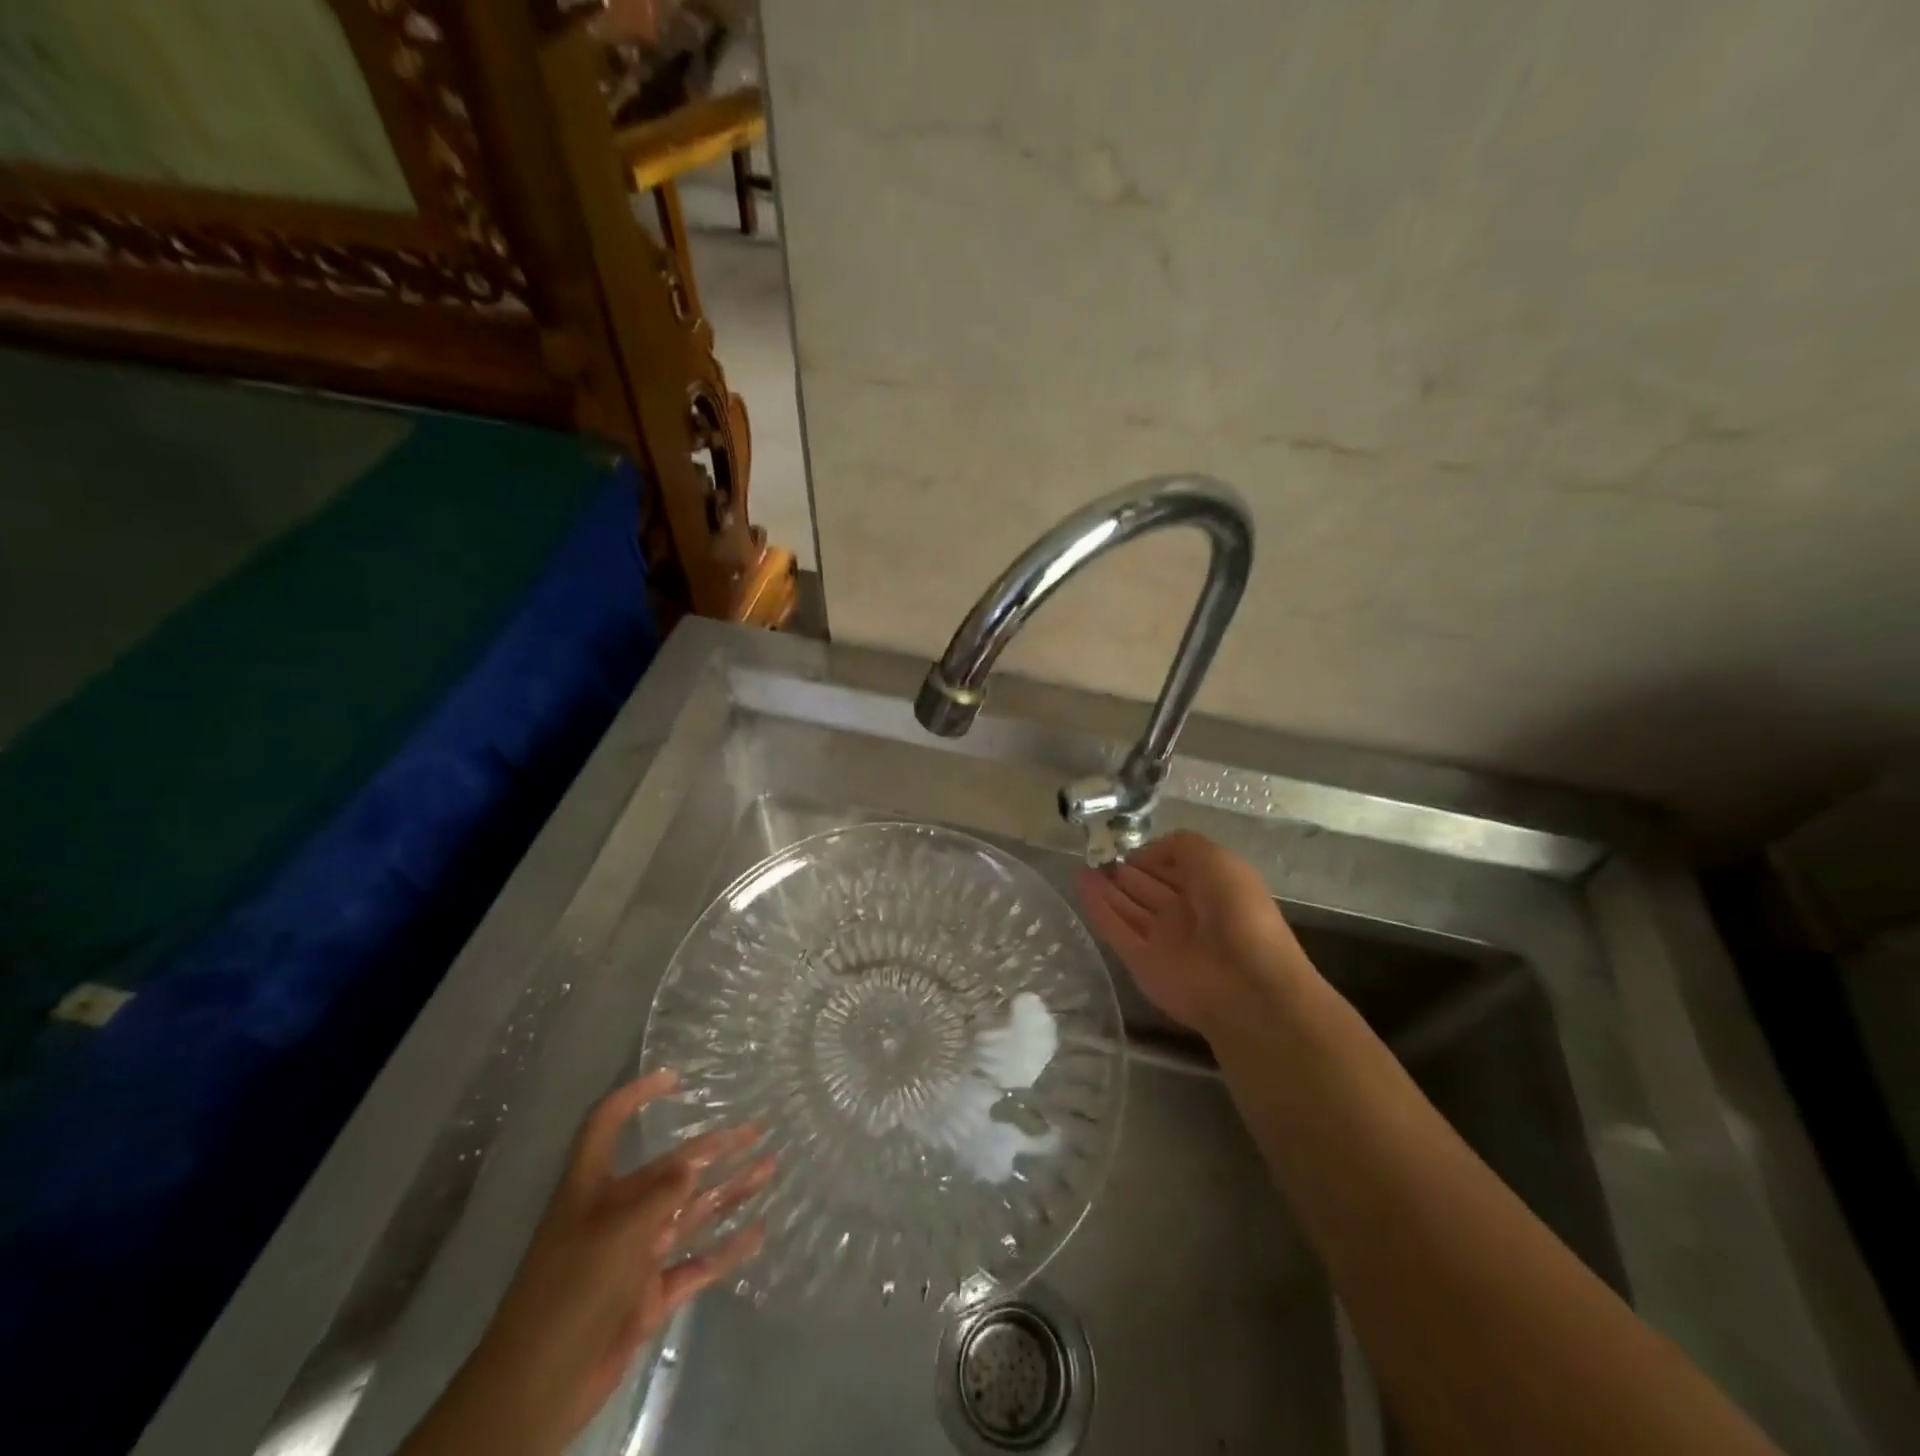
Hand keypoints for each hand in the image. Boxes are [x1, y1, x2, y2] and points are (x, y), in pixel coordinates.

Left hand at [402, 1071, 770, 1455]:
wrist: (536, 1391)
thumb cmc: (569, 1293)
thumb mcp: (616, 1232)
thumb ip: (661, 1194)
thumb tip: (697, 1159)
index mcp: (592, 1188)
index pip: (606, 1125)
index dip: (634, 1096)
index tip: (674, 1079)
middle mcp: (616, 1214)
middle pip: (670, 1169)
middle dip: (713, 1148)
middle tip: (757, 1128)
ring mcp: (634, 1256)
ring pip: (690, 1213)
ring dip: (728, 1191)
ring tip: (769, 1168)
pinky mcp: (647, 1297)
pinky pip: (695, 1264)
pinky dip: (724, 1249)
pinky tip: (757, 1233)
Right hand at [1076, 830, 1312, 1039]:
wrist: (1247, 986)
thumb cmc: (1238, 912)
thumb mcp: (1216, 859)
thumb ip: (1180, 846)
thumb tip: (1145, 853)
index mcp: (1210, 888)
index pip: (1172, 867)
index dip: (1150, 855)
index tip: (1123, 844)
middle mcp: (1186, 913)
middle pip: (1148, 887)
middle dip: (1124, 871)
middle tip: (1095, 854)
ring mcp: (1163, 939)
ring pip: (1128, 907)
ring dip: (1106, 887)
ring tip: (1081, 866)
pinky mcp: (1141, 962)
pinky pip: (1116, 929)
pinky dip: (1098, 908)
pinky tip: (1080, 885)